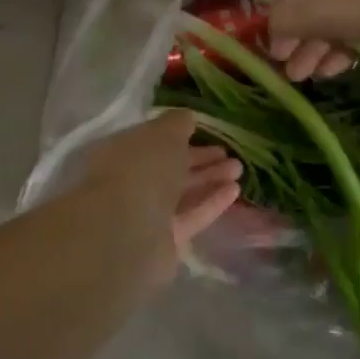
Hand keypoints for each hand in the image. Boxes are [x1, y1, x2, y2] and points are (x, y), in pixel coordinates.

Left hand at [76, 110, 242, 258]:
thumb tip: (187, 118)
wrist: (126, 231)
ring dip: (209, 179)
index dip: (178, 135)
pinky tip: (235, 190)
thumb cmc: (141, 168)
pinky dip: (211, 203)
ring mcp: (145, 213)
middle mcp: (130, 181)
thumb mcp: (163, 133)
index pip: (151, 141)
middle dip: (199, 159)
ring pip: (181, 192)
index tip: (204, 131)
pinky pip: (191, 216)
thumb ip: (177, 123)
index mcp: (121, 152)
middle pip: (168, 168)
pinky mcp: (164, 241)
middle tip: (228, 152)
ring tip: (238, 169)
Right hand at [267, 0, 359, 79]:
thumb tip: (272, 31)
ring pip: (338, 11)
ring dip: (317, 43)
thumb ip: (282, 20)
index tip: (274, 18)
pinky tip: (336, 71)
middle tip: (285, 63)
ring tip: (305, 77)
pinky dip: (346, 44)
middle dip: (296, 29)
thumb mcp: (315, 10)